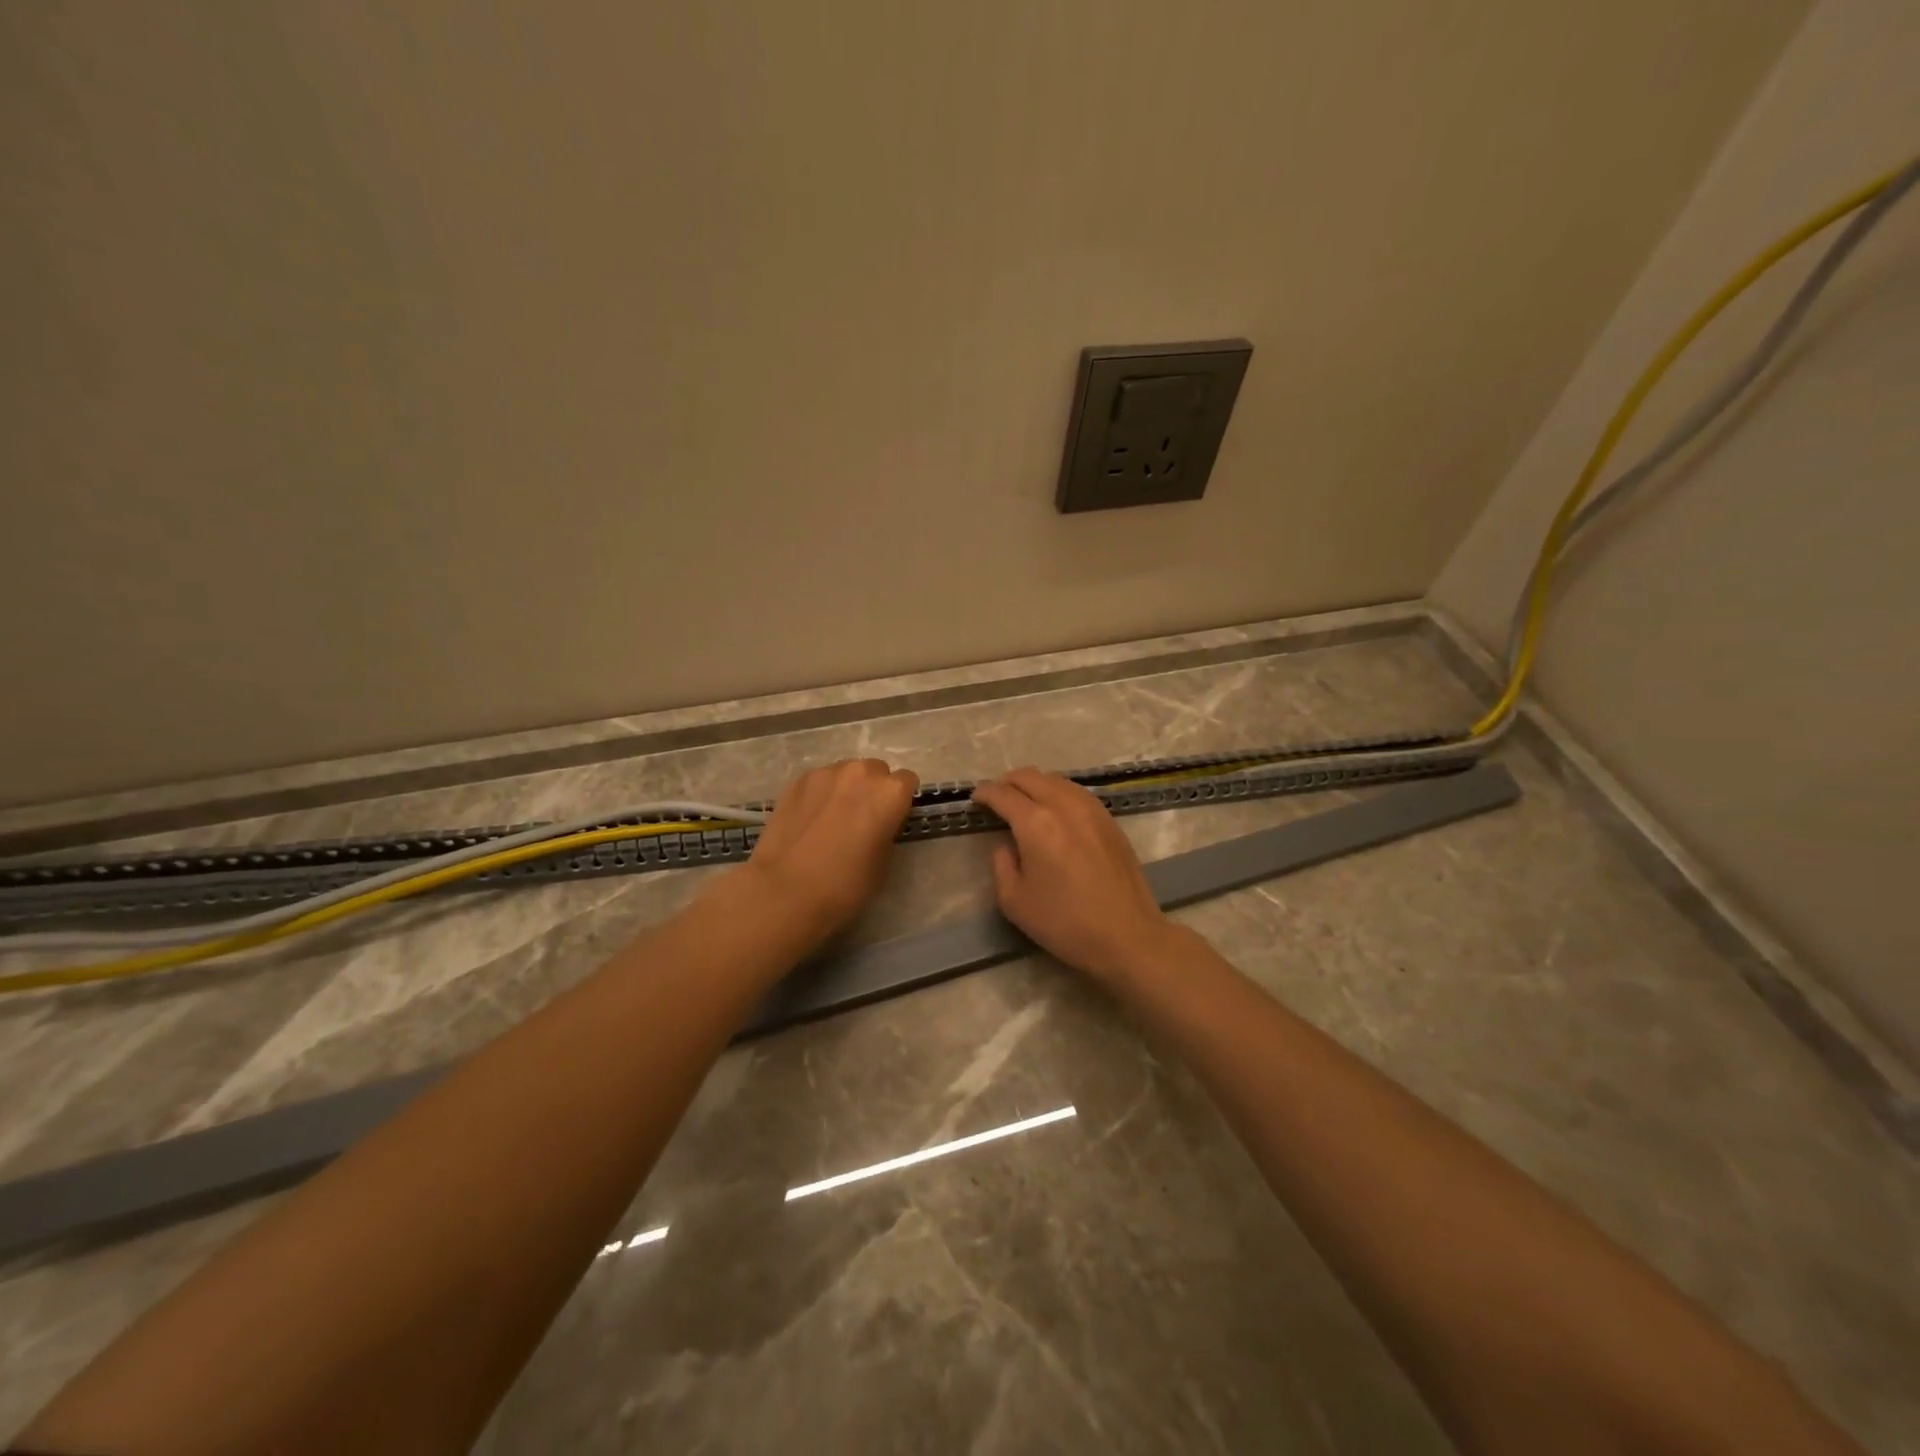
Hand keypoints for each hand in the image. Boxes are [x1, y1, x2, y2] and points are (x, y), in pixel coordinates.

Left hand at [740, 758, 918, 948]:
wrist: (785, 891)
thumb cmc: (845, 884)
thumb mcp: (884, 862)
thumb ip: (887, 830)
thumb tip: (877, 824)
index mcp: (890, 792)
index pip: (907, 781)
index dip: (899, 801)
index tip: (890, 820)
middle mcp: (861, 772)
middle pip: (876, 771)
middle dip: (873, 789)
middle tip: (861, 819)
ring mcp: (826, 773)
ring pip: (845, 772)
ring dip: (846, 788)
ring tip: (832, 818)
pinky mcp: (797, 781)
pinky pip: (819, 781)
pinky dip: (820, 793)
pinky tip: (809, 820)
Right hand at [970, 767, 1175, 984]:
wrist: (1127, 935)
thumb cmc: (1064, 923)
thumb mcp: (1014, 901)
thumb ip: (1001, 865)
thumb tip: (1007, 845)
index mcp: (1035, 823)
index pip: (1003, 794)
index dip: (985, 793)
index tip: (975, 798)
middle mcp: (1063, 805)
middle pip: (1030, 776)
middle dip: (1007, 782)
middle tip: (996, 796)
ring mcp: (1091, 809)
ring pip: (1056, 780)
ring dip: (1034, 784)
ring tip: (1024, 800)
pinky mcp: (1109, 820)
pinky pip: (1076, 792)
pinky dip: (1057, 792)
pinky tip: (1055, 809)